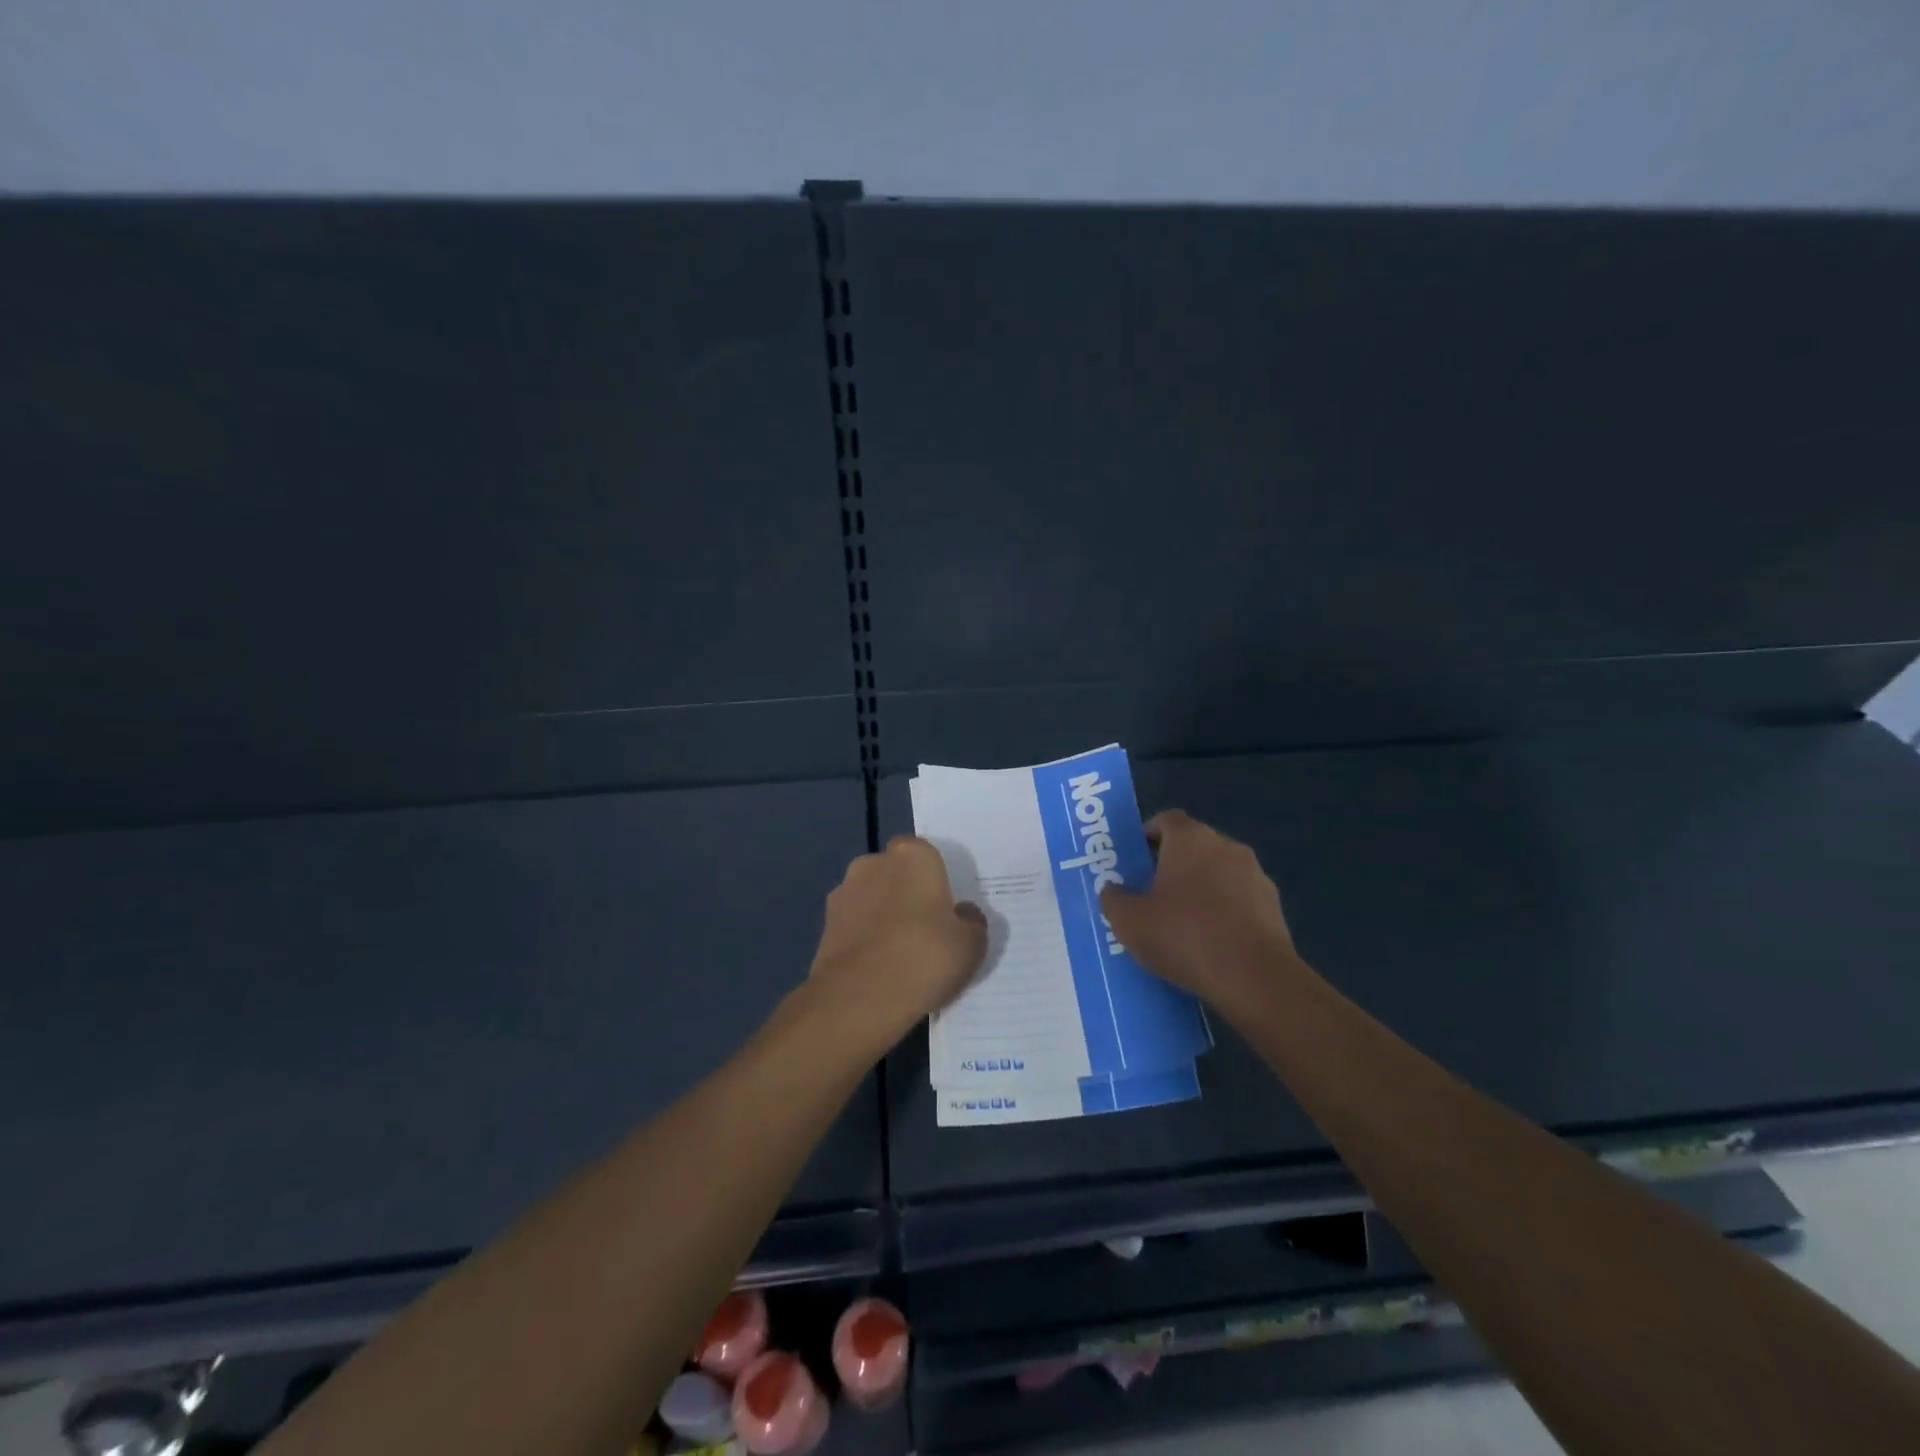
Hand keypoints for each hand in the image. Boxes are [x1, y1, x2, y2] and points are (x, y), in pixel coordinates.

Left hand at [808, 836, 988, 1047]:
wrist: (860, 998)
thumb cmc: (924, 957)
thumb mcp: (971, 944)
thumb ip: (971, 921)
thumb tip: (962, 914)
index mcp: (912, 855)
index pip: (925, 855)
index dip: (935, 880)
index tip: (945, 909)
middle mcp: (872, 863)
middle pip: (895, 874)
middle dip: (906, 894)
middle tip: (925, 931)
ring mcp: (843, 893)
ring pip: (871, 899)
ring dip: (882, 917)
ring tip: (899, 956)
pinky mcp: (824, 926)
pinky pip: (854, 927)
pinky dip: (864, 940)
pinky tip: (878, 970)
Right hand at [1099, 810, 1296, 1007]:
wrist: (1254, 979)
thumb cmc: (1184, 937)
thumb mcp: (1129, 922)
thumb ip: (1113, 899)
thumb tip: (1113, 890)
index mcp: (1190, 839)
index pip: (1166, 819)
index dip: (1147, 834)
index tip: (1134, 860)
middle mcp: (1226, 846)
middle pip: (1193, 846)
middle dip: (1171, 865)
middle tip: (1150, 895)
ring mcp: (1255, 875)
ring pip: (1218, 874)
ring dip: (1201, 890)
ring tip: (1181, 925)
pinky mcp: (1274, 907)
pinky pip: (1239, 901)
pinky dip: (1224, 913)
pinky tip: (1210, 945)